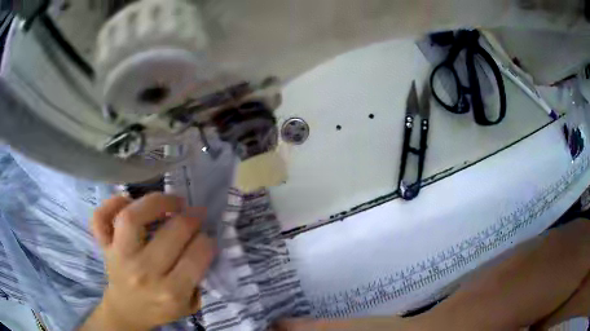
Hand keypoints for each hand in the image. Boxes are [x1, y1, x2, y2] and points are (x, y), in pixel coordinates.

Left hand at [81, 193, 215, 330]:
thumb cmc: (160, 308)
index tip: (206, 236)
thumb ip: (198, 278)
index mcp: (171, 292)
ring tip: (171, 201)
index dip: (206, 240)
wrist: (127, 312)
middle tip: (195, 215)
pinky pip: (101, 218)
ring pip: (132, 217)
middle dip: (191, 218)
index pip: (196, 256)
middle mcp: (143, 273)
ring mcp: (119, 257)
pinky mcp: (104, 247)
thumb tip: (201, 241)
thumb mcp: (188, 304)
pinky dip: (112, 203)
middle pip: (172, 233)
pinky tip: (129, 202)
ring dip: (157, 201)